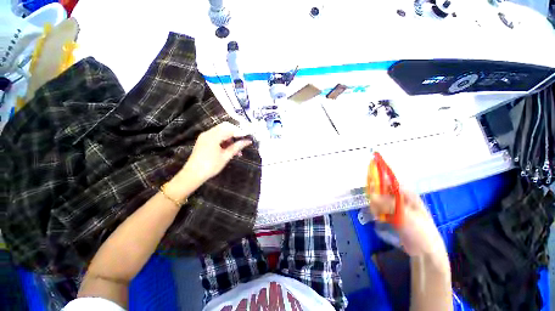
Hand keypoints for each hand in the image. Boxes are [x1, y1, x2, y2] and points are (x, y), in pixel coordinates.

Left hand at [181, 122, 251, 183]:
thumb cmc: (211, 166)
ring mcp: (205, 136)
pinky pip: (216, 136)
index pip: (230, 128)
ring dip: (230, 137)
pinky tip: (229, 149)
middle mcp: (208, 133)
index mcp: (213, 136)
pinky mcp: (203, 140)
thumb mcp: (226, 156)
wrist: (193, 174)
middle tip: (242, 142)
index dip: (240, 131)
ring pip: (221, 131)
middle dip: (235, 133)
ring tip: (237, 149)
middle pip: (225, 127)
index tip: (247, 137)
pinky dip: (224, 140)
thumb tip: (248, 141)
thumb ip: (237, 147)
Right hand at [369, 190, 446, 257]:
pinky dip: (377, 212)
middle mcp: (401, 199)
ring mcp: (396, 208)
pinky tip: (378, 218)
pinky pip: (381, 210)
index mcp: (408, 195)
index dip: (380, 181)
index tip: (370, 185)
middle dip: (376, 197)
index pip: (391, 183)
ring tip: (377, 214)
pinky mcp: (392, 216)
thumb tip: (372, 196)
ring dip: (376, 206)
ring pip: (380, 201)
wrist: (424, 250)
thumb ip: (388, 204)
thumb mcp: (405, 215)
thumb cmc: (419, 229)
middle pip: (383, 191)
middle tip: (374, 205)